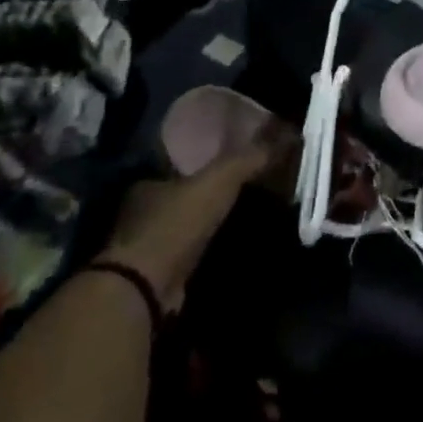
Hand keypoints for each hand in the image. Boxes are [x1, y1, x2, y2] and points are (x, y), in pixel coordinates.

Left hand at [103, 122, 295, 306]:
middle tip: (236, 193)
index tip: (224, 166)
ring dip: (201, 226)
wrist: (146, 286)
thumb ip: (246, 159)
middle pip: (176, 197)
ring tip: (235, 221)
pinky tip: (221, 251)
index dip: (198, 165)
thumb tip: (284, 135)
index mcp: (146, 185)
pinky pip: (183, 256)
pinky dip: (200, 253)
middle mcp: (138, 213)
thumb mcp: (218, 181)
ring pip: (179, 227)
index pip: (173, 166)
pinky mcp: (152, 276)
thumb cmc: (176, 223)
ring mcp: (143, 248)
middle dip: (201, 197)